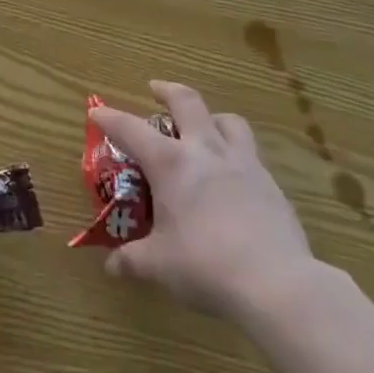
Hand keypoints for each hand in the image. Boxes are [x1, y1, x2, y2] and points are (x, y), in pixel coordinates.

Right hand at [89, 80, 312, 318]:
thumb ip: (132, 261)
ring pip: (227, 120)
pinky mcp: (270, 183)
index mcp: (171, 163)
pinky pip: (250, 153)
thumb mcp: (160, 267)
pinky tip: (233, 177)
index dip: (109, 117)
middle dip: (167, 90)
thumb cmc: (206, 266)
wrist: (276, 283)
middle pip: (187, 101)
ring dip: (210, 116)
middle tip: (155, 89)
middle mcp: (205, 150)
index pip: (130, 129)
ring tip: (203, 127)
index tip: (96, 110)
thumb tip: (111, 267)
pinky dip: (236, 153)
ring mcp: (243, 163)